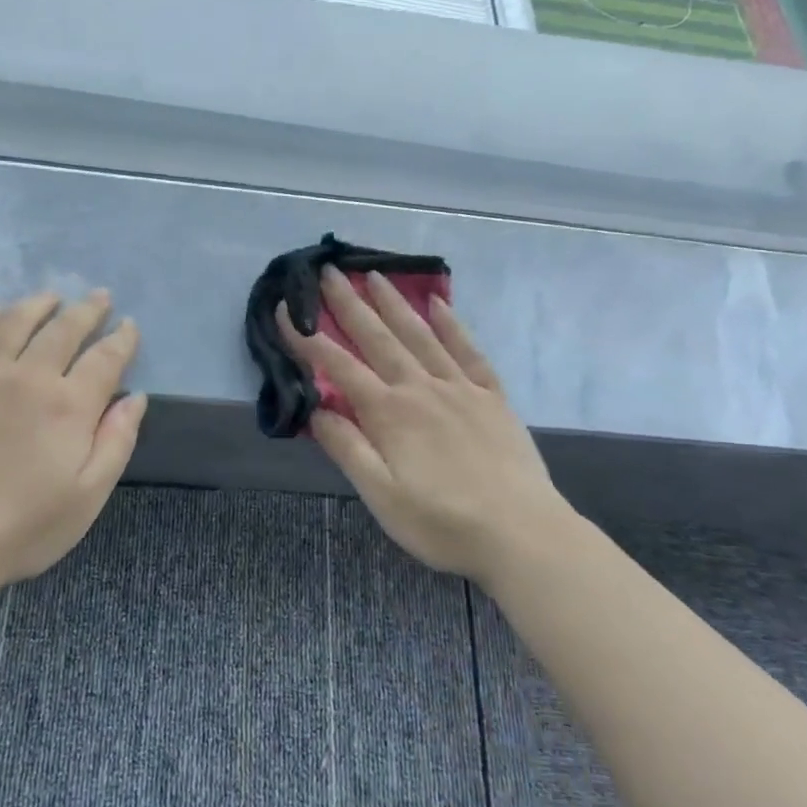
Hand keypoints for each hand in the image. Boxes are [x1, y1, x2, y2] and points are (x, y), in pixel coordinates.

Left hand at [0, 291, 146, 592]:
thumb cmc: (23, 527)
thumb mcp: (88, 496)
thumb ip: (116, 441)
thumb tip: (135, 398)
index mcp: (69, 405)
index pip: (105, 357)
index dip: (122, 339)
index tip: (130, 327)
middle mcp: (28, 377)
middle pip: (64, 328)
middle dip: (87, 310)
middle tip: (100, 298)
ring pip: (14, 322)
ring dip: (37, 304)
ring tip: (51, 297)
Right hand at [281, 268, 572, 584]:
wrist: (523, 535)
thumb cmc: (442, 523)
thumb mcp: (380, 496)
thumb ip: (347, 448)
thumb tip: (315, 409)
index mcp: (389, 413)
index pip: (338, 366)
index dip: (307, 338)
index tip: (284, 310)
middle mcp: (421, 388)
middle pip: (378, 338)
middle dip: (349, 304)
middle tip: (328, 271)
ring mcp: (460, 388)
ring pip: (420, 335)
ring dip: (394, 303)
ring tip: (374, 275)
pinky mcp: (492, 397)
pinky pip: (469, 350)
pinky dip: (452, 325)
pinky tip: (439, 304)